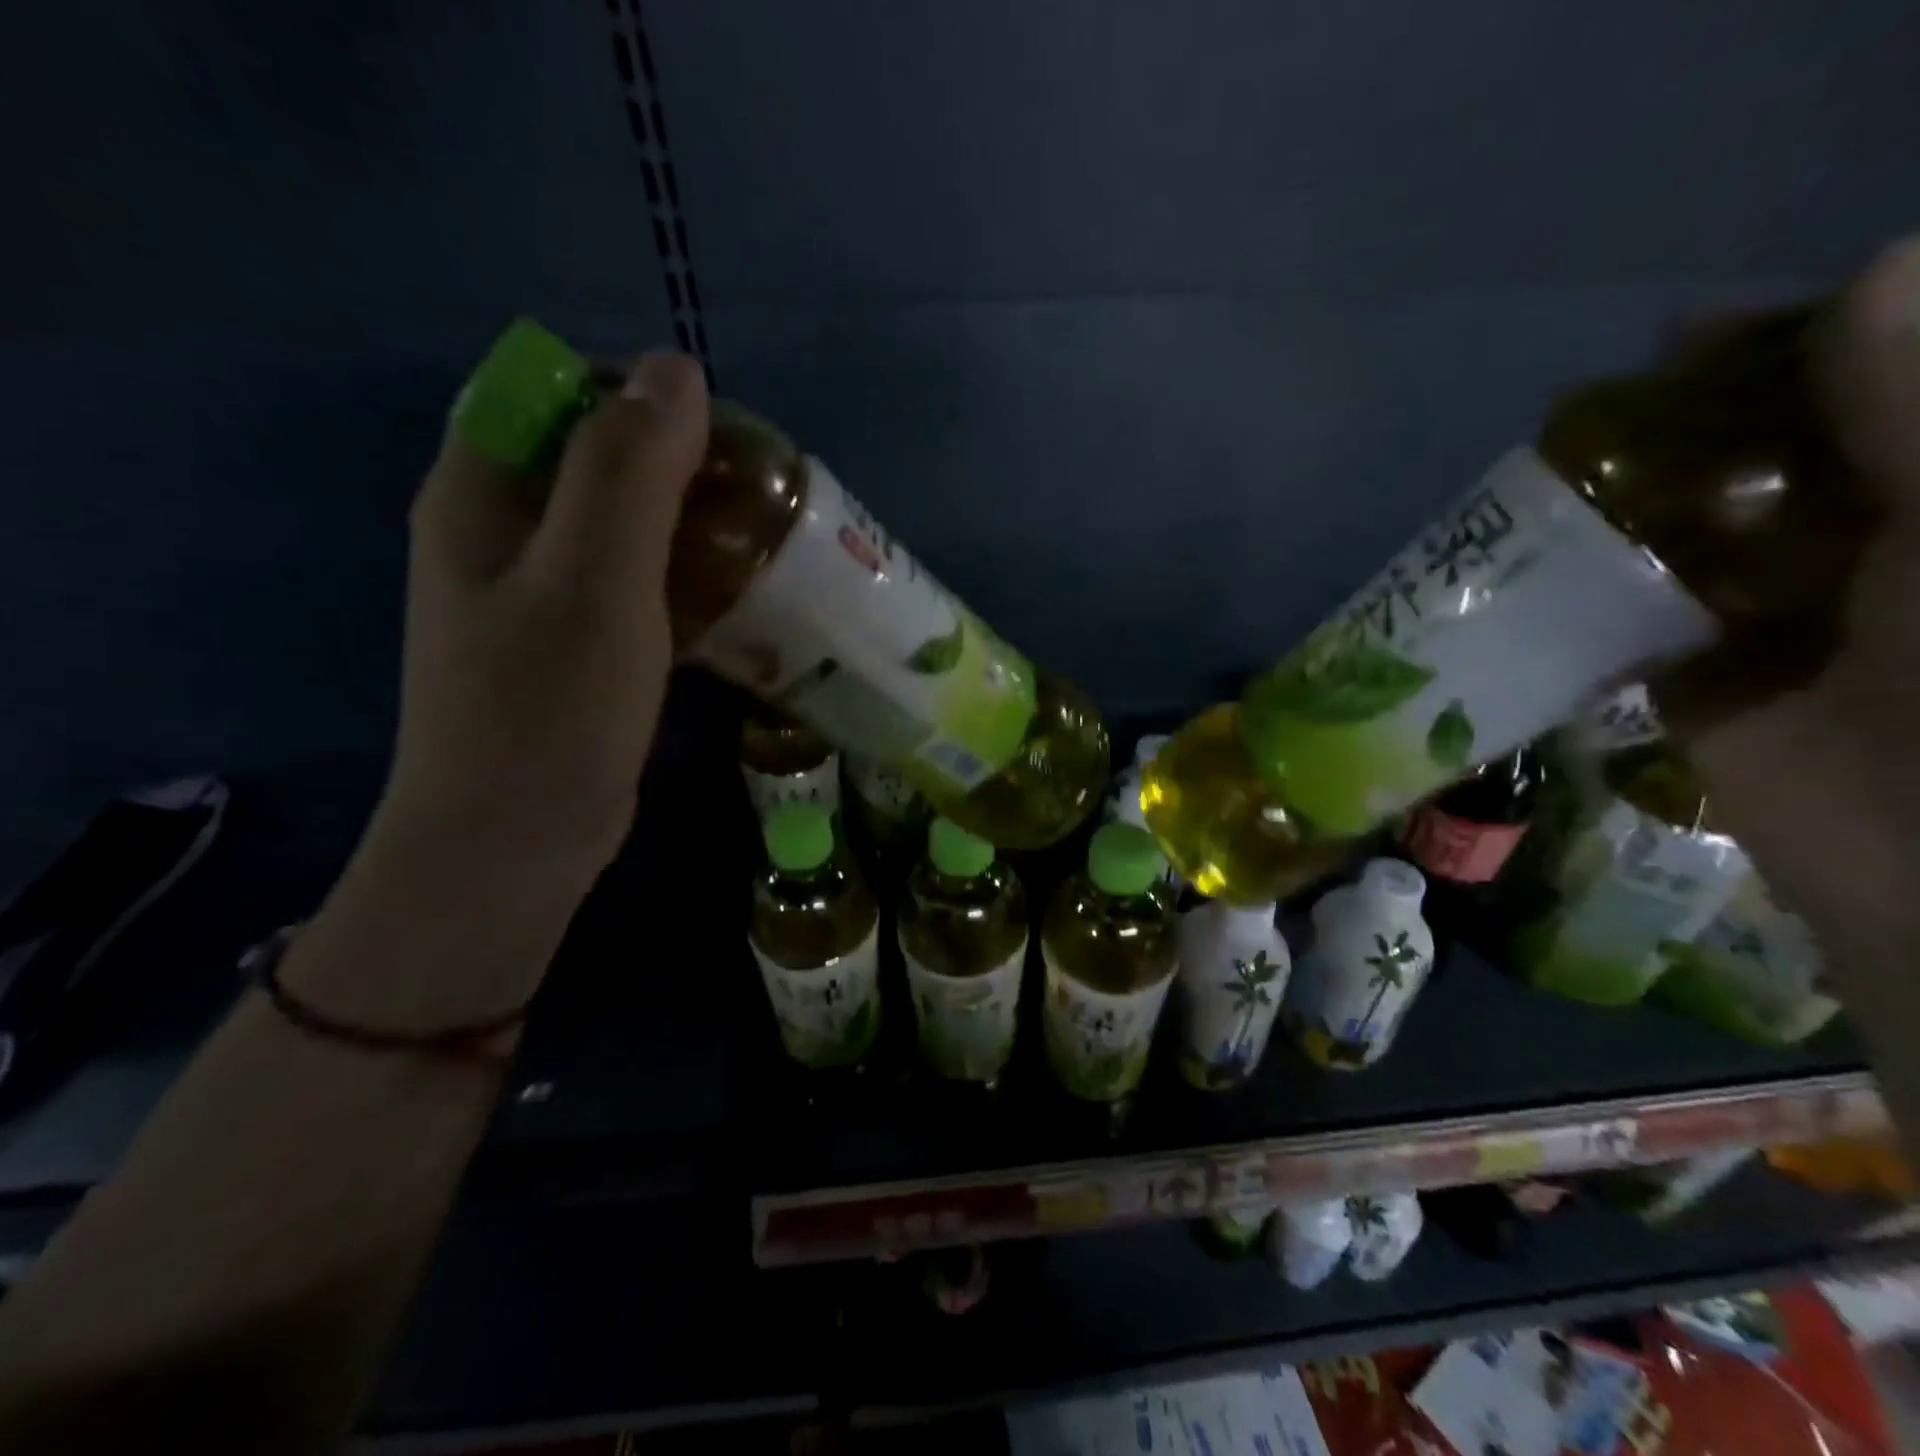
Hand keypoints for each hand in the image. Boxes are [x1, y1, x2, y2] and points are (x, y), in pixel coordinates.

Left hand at [381, 350, 708, 886]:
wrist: (515, 842)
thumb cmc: (548, 707)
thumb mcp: (593, 576)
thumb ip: (629, 469)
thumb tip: (675, 368)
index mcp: (482, 491)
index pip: (555, 392)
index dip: (637, 397)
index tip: (720, 439)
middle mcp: (502, 532)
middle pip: (596, 461)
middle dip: (679, 467)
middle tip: (759, 499)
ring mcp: (539, 595)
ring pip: (624, 528)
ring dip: (691, 527)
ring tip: (763, 545)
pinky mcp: (576, 646)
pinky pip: (635, 587)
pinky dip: (684, 581)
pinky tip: (738, 603)